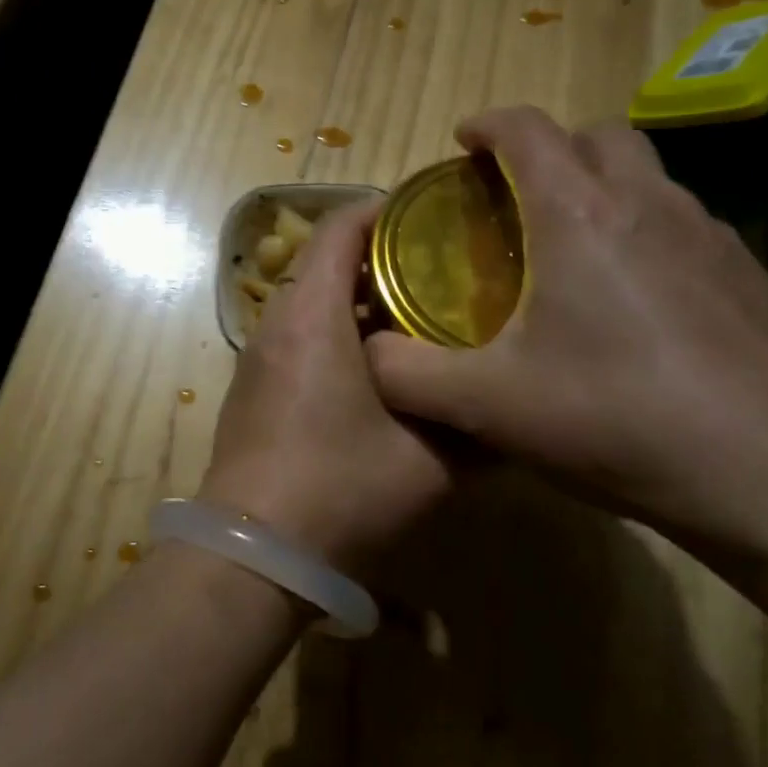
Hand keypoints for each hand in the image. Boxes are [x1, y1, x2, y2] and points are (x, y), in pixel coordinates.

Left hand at [202, 199, 451, 572]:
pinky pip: (298, 338)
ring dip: (359, 303)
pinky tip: (379, 373)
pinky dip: (336, 335)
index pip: (339, 228)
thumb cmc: (340, 489)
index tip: (434, 220)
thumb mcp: (429, 460)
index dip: (385, 211)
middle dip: (382, 261)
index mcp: (311, 315)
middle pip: (325, 263)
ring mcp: (258, 358)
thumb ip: (476, 426)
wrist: (254, 554)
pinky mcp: (253, 390)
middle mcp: (276, 323)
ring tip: (419, 321)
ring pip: (311, 304)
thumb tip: (514, 409)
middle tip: (442, 275)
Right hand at [364, 107, 767, 555]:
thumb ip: (409, 375)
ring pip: (648, 178)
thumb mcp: (490, 405)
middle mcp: (651, 205)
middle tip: (514, 200)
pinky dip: (645, 232)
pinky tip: (634, 303)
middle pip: (598, 136)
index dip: (487, 125)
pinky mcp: (751, 277)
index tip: (462, 143)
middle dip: (550, 149)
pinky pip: (684, 225)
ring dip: (602, 188)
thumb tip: (369, 355)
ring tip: (570, 249)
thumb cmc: (621, 420)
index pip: (528, 130)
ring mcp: (713, 237)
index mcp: (581, 214)